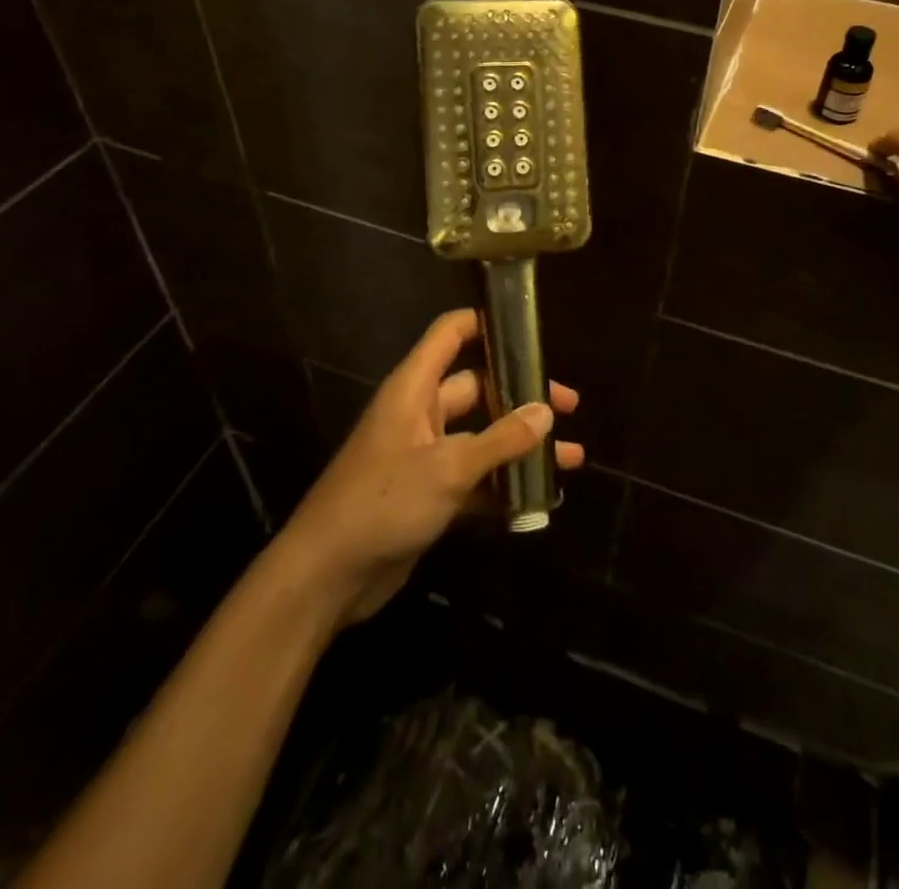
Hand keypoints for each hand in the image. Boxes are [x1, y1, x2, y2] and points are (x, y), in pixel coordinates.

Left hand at [274, 309, 583, 626]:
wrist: (327, 576)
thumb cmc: (383, 501)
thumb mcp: (447, 468)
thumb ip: (501, 439)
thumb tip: (546, 411)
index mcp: (414, 388)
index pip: (451, 334)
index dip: (487, 322)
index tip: (530, 330)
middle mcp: (421, 414)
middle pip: (478, 386)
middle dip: (522, 394)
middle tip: (568, 406)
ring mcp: (425, 455)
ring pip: (483, 436)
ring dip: (522, 445)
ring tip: (571, 455)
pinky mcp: (429, 494)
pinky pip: (476, 477)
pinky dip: (505, 483)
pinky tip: (542, 495)